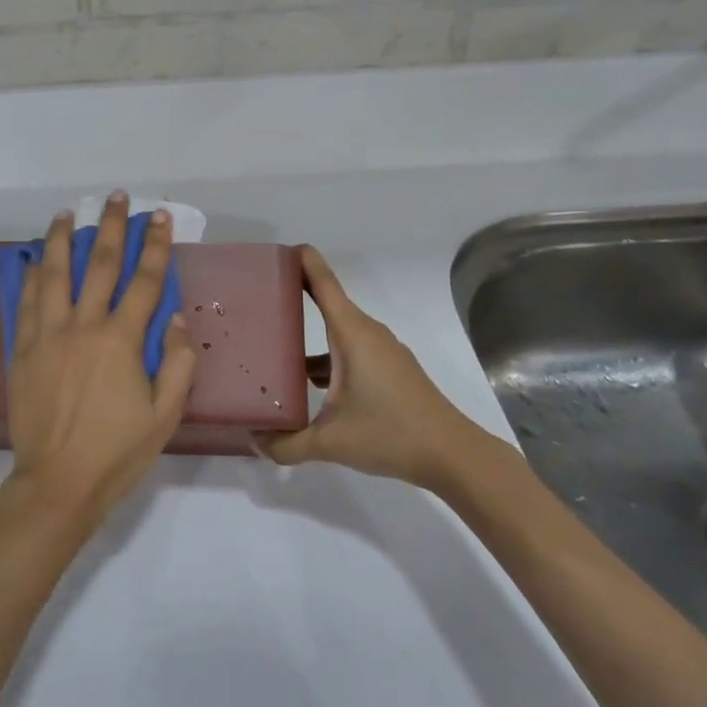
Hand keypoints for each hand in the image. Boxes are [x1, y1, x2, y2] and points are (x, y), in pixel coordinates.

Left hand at [2, 193, 197, 542]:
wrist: (57, 484)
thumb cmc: (117, 453)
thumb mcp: (165, 416)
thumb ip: (178, 364)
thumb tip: (175, 318)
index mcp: (121, 341)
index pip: (144, 281)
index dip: (155, 245)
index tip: (159, 217)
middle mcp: (84, 327)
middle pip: (101, 265)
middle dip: (111, 227)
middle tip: (115, 197)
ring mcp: (48, 335)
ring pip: (56, 274)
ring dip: (63, 239)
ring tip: (67, 212)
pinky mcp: (23, 350)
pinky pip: (27, 302)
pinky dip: (32, 276)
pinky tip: (36, 259)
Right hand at [256, 246, 492, 487]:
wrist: (453, 455)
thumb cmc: (391, 434)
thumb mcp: (331, 441)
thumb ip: (287, 443)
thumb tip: (254, 441)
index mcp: (352, 334)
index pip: (323, 283)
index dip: (303, 262)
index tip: (279, 250)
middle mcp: (367, 333)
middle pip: (328, 303)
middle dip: (296, 296)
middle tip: (259, 301)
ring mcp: (382, 352)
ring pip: (339, 332)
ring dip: (311, 335)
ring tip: (276, 349)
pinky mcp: (391, 370)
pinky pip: (351, 350)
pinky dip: (328, 357)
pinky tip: (311, 385)